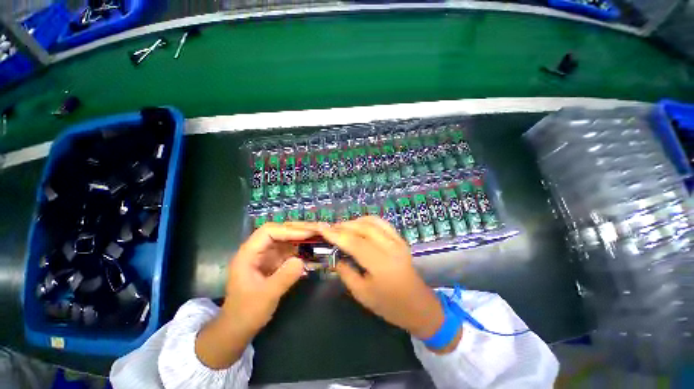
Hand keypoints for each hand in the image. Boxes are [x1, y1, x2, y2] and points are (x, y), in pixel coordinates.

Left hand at [196, 222, 314, 368]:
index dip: (288, 230)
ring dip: (299, 236)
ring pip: (283, 239)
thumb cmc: (247, 312)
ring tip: (315, 235)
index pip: (268, 232)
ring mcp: (264, 256)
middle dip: (296, 230)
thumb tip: (300, 260)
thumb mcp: (266, 296)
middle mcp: (256, 250)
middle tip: (315, 229)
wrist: (239, 328)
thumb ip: (284, 277)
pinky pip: (286, 250)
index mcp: (248, 254)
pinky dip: (298, 247)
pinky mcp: (271, 262)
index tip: (307, 234)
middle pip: (277, 231)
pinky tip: (309, 248)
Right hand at [318, 217, 460, 353]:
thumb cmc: (389, 305)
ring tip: (342, 227)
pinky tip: (359, 225)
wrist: (418, 305)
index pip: (354, 242)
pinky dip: (367, 220)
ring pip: (372, 222)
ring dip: (355, 222)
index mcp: (381, 265)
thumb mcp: (362, 294)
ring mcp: (398, 241)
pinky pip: (382, 223)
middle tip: (330, 229)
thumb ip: (346, 272)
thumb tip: (335, 256)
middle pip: (363, 228)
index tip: (321, 228)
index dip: (336, 234)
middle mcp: (391, 248)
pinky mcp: (400, 239)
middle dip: (343, 226)